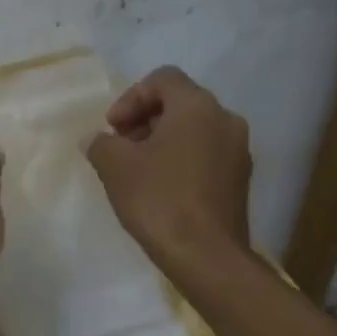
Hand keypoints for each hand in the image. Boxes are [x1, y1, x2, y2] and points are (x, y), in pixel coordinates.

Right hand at [86, 66, 251, 271]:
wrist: (206, 256)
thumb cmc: (159, 200)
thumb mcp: (115, 166)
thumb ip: (101, 143)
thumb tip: (96, 140)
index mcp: (197, 106)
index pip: (162, 79)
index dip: (130, 97)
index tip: (112, 128)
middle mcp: (225, 119)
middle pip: (180, 102)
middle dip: (144, 119)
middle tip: (120, 145)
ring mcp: (238, 150)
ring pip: (194, 129)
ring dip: (163, 140)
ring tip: (137, 169)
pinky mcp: (240, 179)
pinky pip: (206, 154)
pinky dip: (181, 159)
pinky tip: (161, 187)